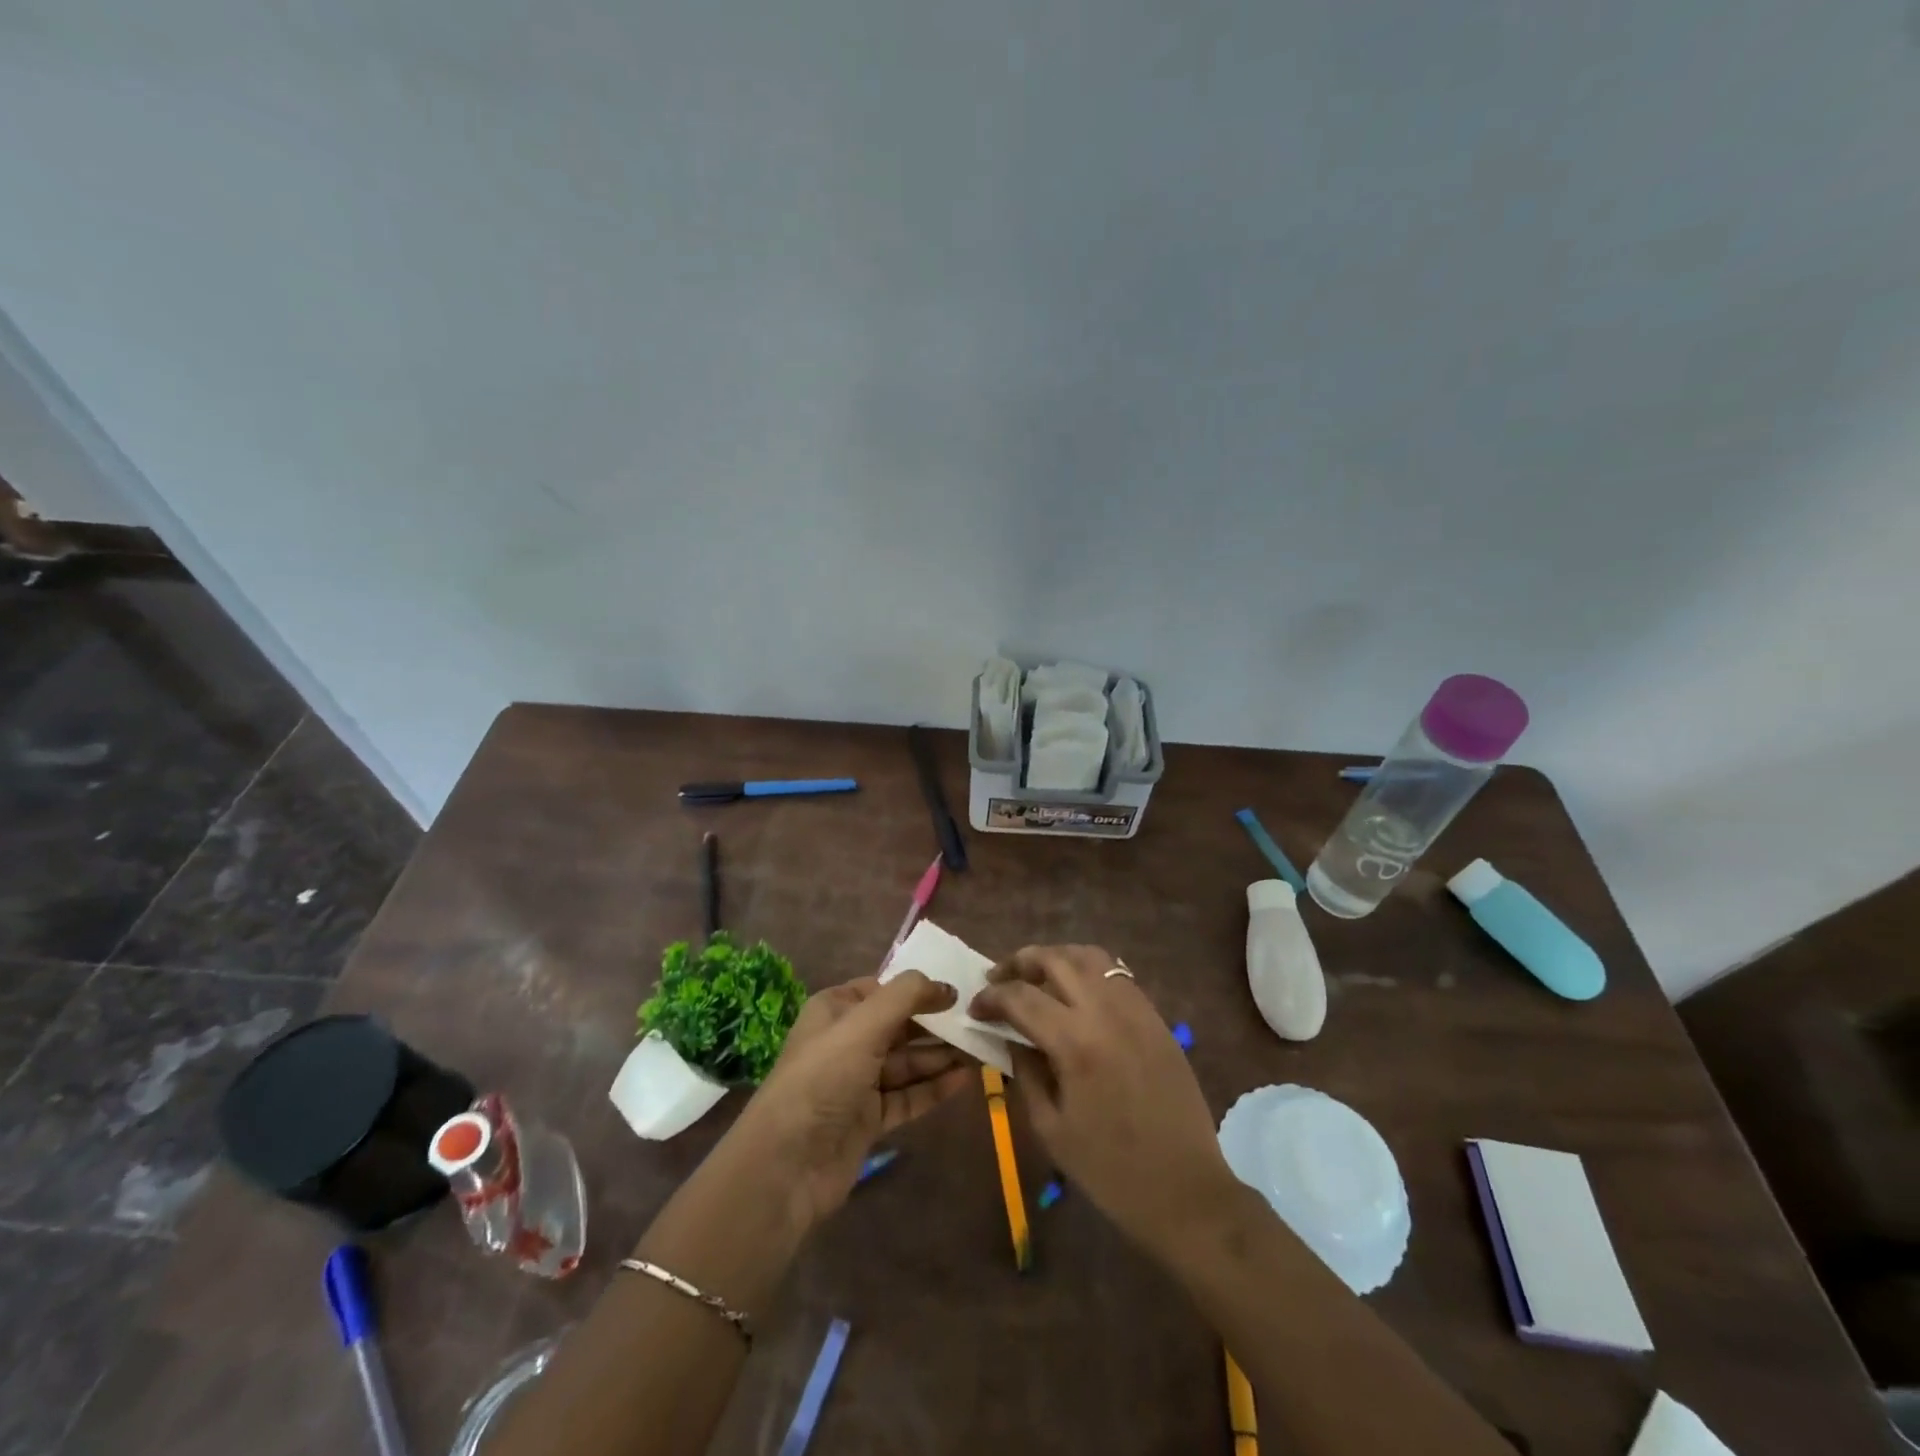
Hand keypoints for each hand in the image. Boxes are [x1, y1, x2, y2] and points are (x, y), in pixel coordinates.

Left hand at [728, 971, 973, 1231]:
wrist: (787, 1166)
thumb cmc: (823, 1079)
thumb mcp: (863, 1025)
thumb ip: (906, 996)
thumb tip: (946, 986)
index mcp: (836, 1010)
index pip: (885, 988)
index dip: (920, 988)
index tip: (959, 990)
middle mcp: (846, 1041)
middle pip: (900, 1025)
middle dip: (936, 1023)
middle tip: (978, 1022)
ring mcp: (858, 1082)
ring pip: (907, 1062)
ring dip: (941, 1056)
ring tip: (980, 1050)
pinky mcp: (869, 1119)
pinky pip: (908, 1096)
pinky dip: (934, 1088)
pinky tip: (965, 1080)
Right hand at [970, 945, 1238, 1253]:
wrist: (1186, 1190)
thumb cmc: (1111, 1171)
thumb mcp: (1051, 1129)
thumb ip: (1025, 1073)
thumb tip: (1008, 1038)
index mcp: (1075, 1044)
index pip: (1021, 998)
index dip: (991, 997)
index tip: (975, 1008)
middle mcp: (1106, 1013)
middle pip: (1055, 960)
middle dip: (1019, 963)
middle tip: (998, 979)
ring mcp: (1136, 1010)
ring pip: (1090, 957)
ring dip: (1056, 958)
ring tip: (1037, 977)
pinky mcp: (1156, 1017)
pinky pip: (1117, 976)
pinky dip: (1088, 971)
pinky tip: (1076, 992)